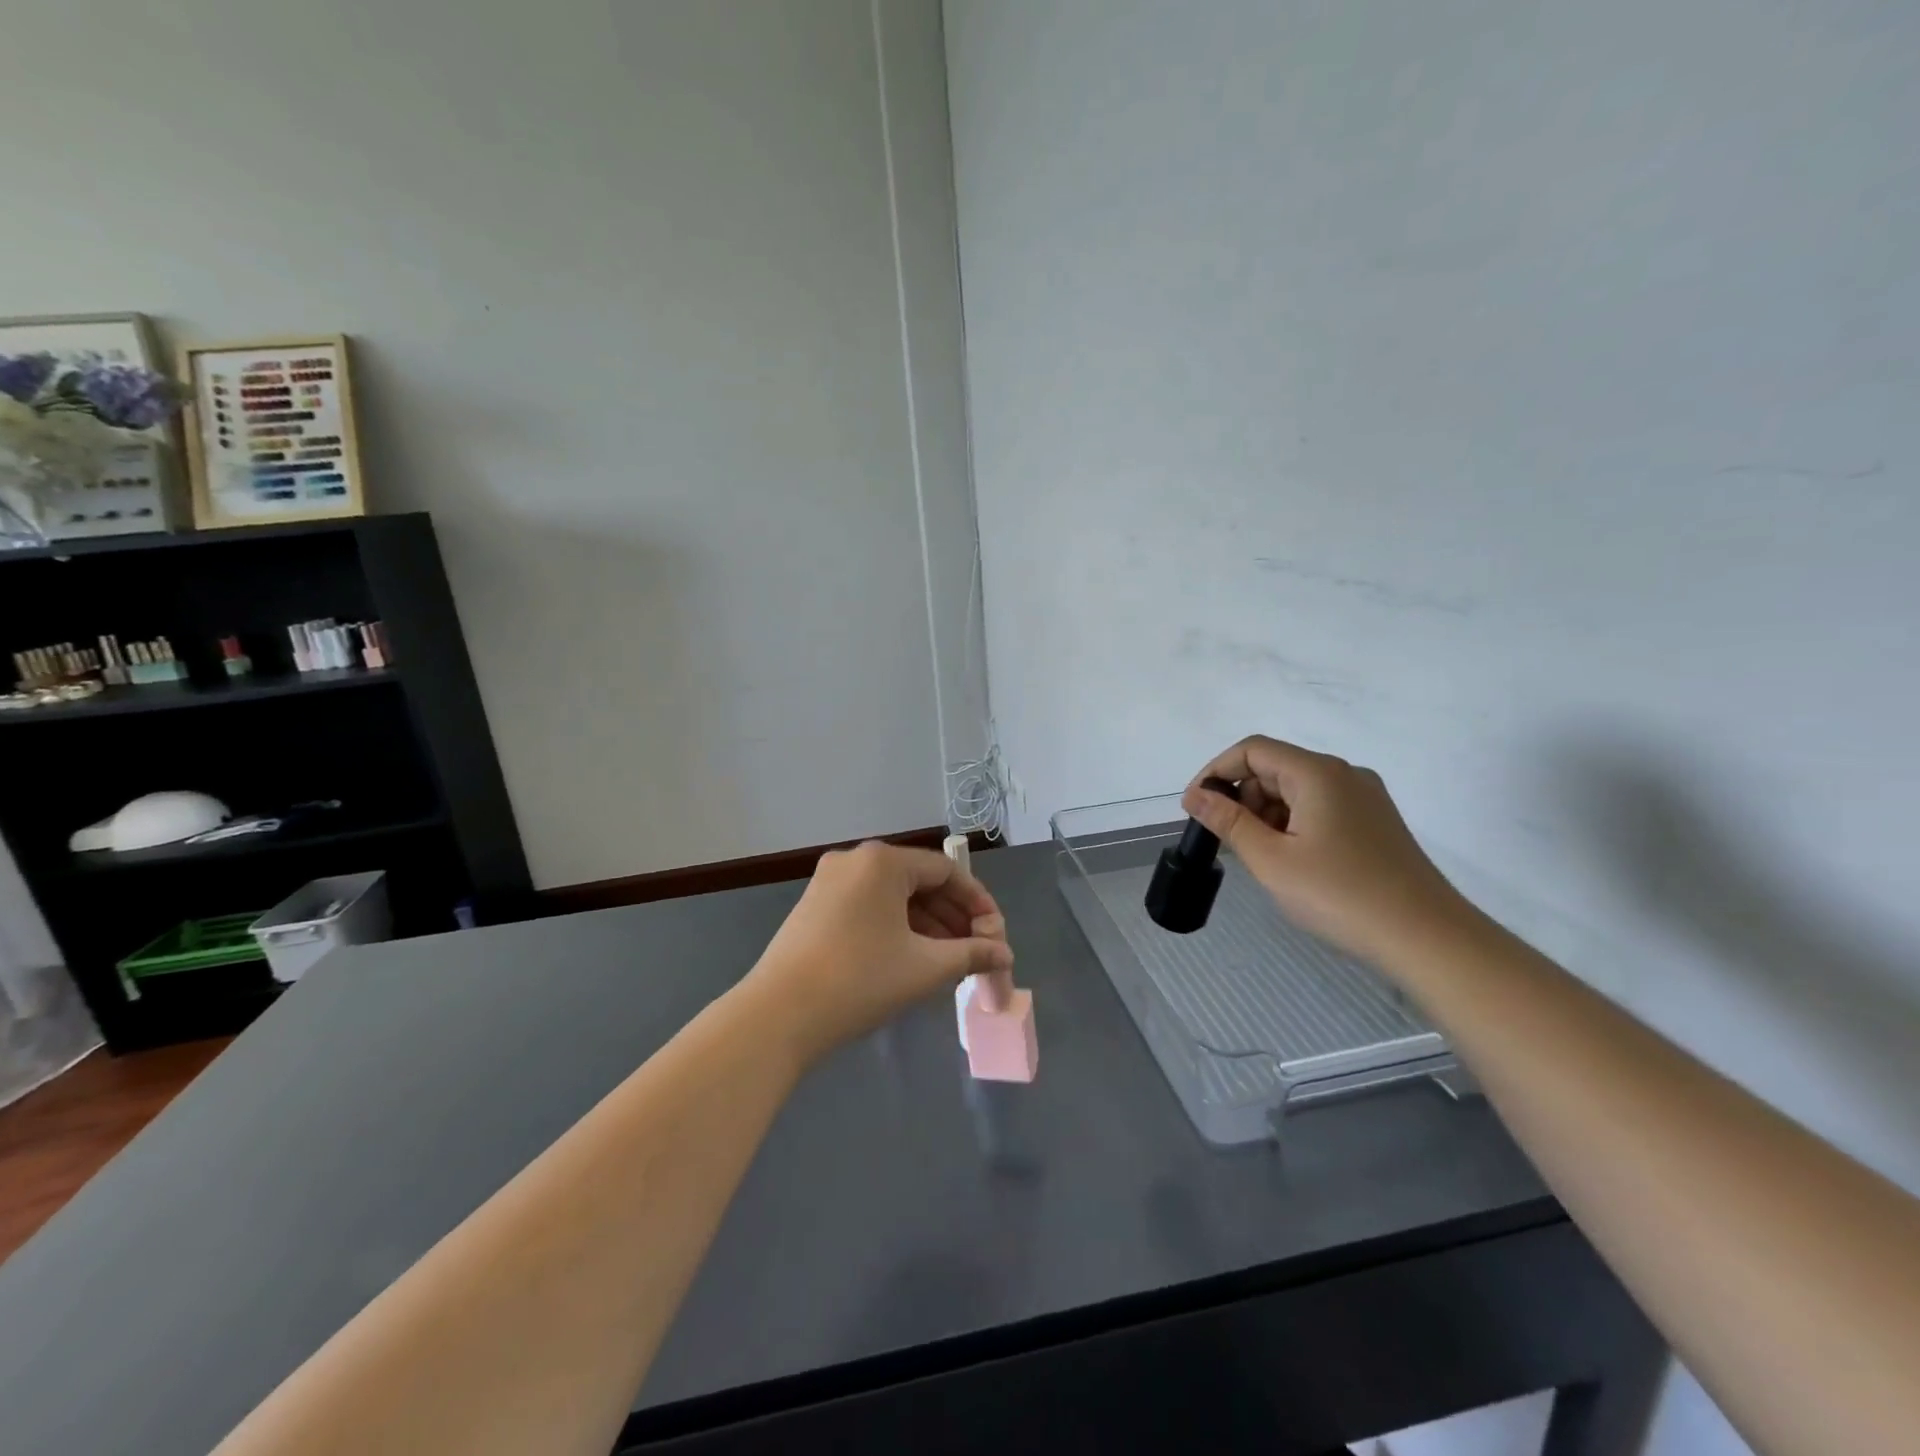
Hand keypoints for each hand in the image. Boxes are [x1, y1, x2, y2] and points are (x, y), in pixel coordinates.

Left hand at [742, 841, 1012, 1065]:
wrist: (777, 1016)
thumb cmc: (860, 982)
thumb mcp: (925, 968)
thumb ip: (972, 955)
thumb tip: (1005, 955)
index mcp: (883, 861)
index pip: (946, 871)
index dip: (977, 903)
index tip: (995, 936)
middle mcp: (855, 860)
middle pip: (919, 882)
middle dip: (953, 917)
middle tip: (976, 952)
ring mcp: (829, 882)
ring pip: (893, 897)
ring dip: (927, 925)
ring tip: (949, 962)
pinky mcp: (814, 906)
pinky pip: (869, 907)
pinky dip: (896, 927)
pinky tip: (911, 957)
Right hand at [1183, 736, 1471, 966]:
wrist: (1427, 938)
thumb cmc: (1340, 895)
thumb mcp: (1271, 860)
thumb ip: (1228, 822)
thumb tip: (1195, 795)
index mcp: (1318, 773)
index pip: (1252, 750)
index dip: (1216, 771)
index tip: (1195, 807)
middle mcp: (1344, 775)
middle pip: (1275, 768)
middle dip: (1242, 797)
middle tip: (1229, 841)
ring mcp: (1364, 799)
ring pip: (1297, 790)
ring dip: (1266, 814)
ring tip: (1261, 858)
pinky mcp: (1375, 823)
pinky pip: (1319, 808)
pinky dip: (1292, 825)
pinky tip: (1291, 862)